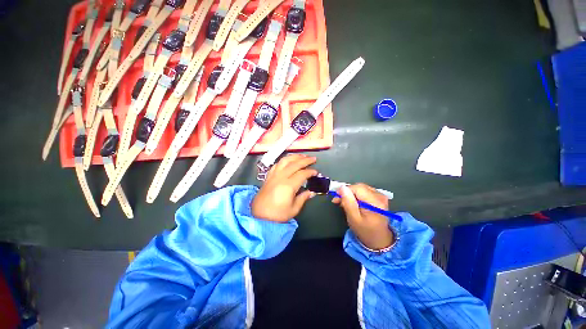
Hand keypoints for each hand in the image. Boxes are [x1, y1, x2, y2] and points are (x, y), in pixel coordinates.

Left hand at [252, 154, 317, 222]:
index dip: (310, 172)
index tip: (315, 172)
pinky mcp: (268, 176)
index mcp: (288, 185)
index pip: (302, 174)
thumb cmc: (277, 214)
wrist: (260, 216)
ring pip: (284, 161)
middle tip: (313, 159)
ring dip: (294, 157)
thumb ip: (303, 198)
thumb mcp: (294, 209)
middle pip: (294, 164)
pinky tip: (288, 161)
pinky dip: (284, 161)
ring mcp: (273, 175)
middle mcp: (280, 177)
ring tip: (302, 156)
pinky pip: (277, 164)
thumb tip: (311, 192)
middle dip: (305, 160)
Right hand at [333, 184, 394, 249]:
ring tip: (344, 203)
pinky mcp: (379, 197)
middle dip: (347, 192)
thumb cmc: (365, 231)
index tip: (337, 197)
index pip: (357, 188)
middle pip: (359, 187)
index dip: (345, 190)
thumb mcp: (353, 219)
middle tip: (338, 200)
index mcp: (375, 203)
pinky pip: (364, 191)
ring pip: (360, 188)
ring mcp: (380, 196)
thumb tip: (342, 187)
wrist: (379, 239)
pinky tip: (352, 202)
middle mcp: (380, 196)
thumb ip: (348, 202)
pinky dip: (356, 195)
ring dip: (351, 194)